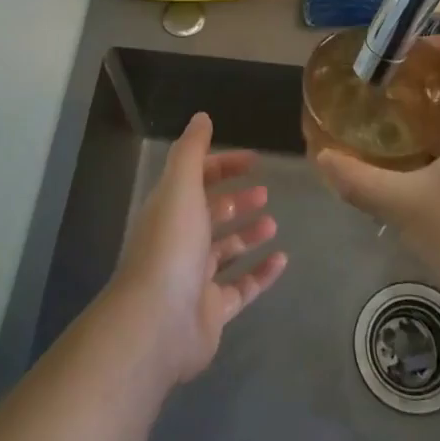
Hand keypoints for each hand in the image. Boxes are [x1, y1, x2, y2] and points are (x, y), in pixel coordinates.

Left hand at [111, 112, 287, 385]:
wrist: (157, 323)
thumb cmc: (171, 246)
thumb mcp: (180, 186)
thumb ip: (191, 151)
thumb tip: (202, 117)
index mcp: (169, 210)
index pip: (196, 179)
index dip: (223, 166)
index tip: (255, 161)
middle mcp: (179, 241)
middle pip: (210, 214)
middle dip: (236, 201)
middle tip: (265, 193)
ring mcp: (195, 278)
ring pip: (225, 251)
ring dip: (248, 234)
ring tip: (274, 223)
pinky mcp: (212, 310)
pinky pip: (241, 287)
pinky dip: (261, 273)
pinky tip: (282, 260)